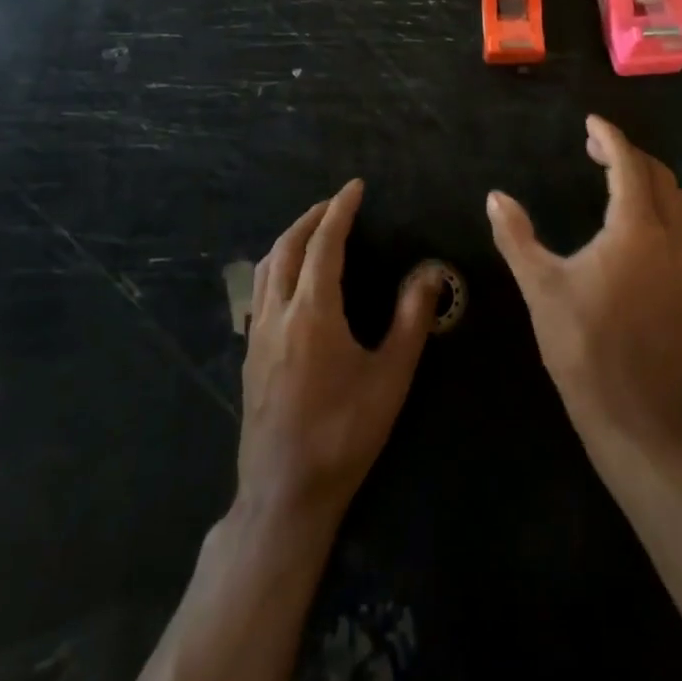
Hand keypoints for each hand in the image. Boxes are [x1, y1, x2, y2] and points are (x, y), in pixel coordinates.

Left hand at [239, 180, 443, 524]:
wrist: (285, 493)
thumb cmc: (344, 433)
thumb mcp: (390, 377)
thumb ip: (411, 319)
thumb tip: (430, 272)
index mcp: (313, 312)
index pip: (324, 243)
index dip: (339, 210)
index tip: (354, 187)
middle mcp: (279, 313)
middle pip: (287, 247)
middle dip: (311, 217)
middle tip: (336, 203)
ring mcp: (259, 334)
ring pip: (266, 267)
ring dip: (290, 238)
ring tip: (313, 230)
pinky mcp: (251, 354)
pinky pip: (259, 291)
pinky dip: (276, 265)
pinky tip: (291, 279)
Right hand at [488, 117, 681, 459]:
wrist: (634, 414)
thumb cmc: (582, 346)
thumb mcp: (540, 287)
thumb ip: (516, 237)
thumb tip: (495, 197)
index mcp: (635, 230)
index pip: (628, 165)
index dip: (609, 137)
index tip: (591, 122)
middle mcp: (668, 238)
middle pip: (659, 176)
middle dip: (629, 154)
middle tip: (594, 150)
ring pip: (678, 202)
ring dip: (651, 180)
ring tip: (615, 180)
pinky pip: (681, 228)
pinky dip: (660, 207)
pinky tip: (630, 227)